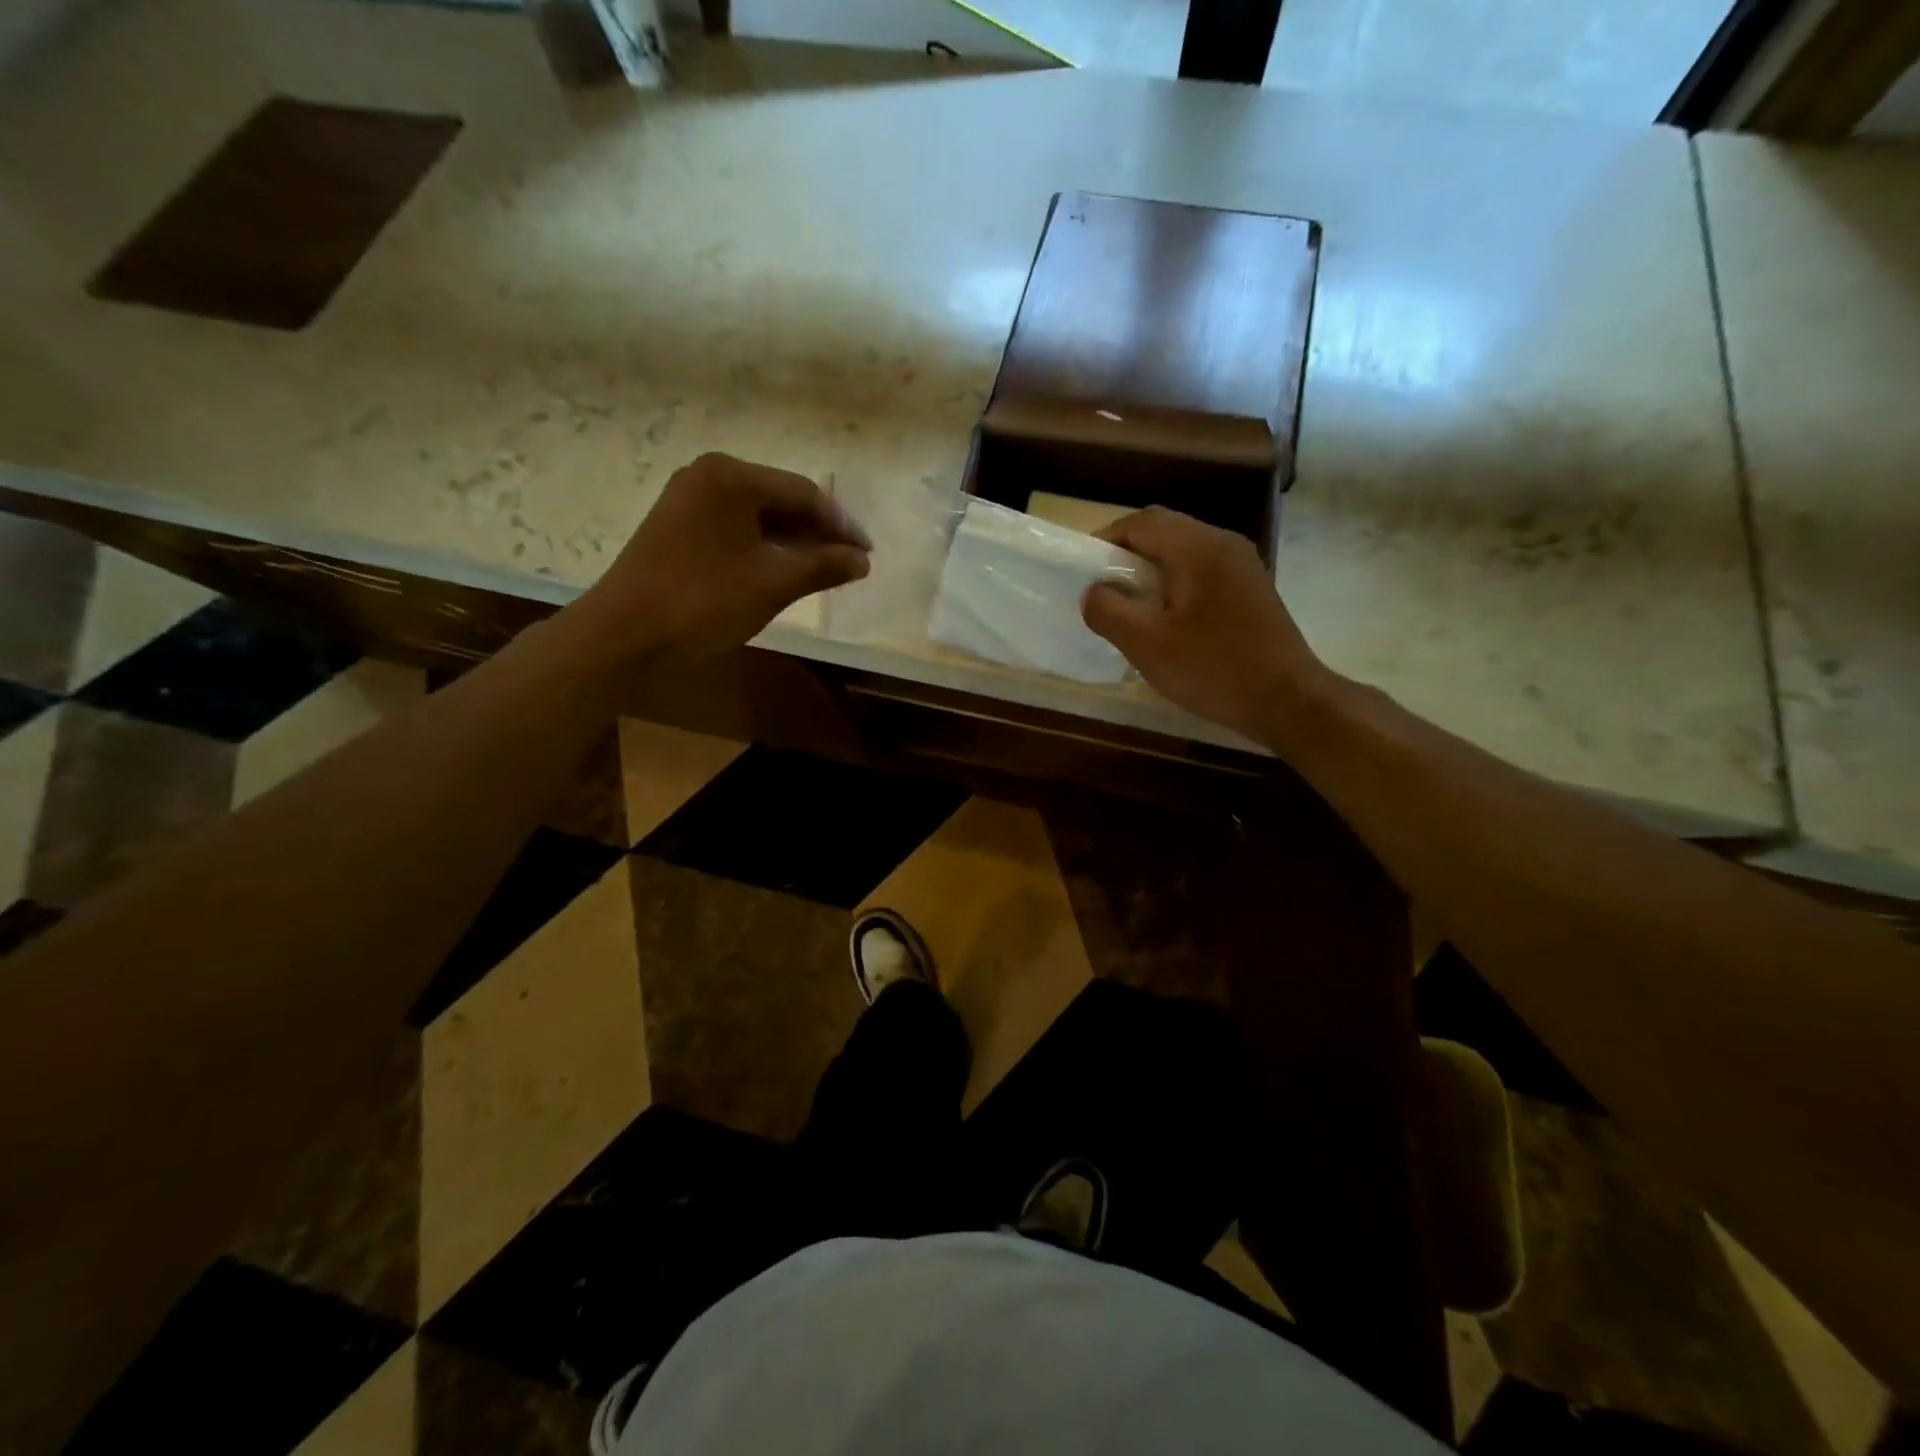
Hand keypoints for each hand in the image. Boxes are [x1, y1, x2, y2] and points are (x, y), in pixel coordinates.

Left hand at [572, 453, 870, 661]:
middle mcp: (709, 475)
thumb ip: (823, 566)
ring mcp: (688, 499)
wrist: (624, 633)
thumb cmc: (704, 601)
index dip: (841, 525)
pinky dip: (764, 547)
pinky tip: (783, 569)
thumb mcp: (773, 583)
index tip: (868, 554)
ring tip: (823, 570)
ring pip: (757, 515)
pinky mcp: (677, 525)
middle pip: (780, 499)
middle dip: (818, 533)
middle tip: (849, 563)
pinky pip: (735, 528)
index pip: (804, 494)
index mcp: (732, 476)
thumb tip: (862, 561)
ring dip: (793, 542)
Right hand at [1081, 507, 1330, 743]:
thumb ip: (1108, 611)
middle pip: (1164, 529)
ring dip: (1151, 568)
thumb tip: (1093, 592)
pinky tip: (1167, 618)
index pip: (1140, 523)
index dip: (1105, 540)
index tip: (1082, 570)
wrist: (1288, 700)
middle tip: (1104, 589)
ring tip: (1131, 605)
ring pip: (1184, 549)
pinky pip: (1202, 569)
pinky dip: (1175, 581)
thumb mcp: (1147, 645)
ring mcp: (1242, 565)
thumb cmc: (1213, 669)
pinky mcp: (1251, 588)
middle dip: (1127, 553)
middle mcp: (1223, 544)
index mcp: (1198, 549)